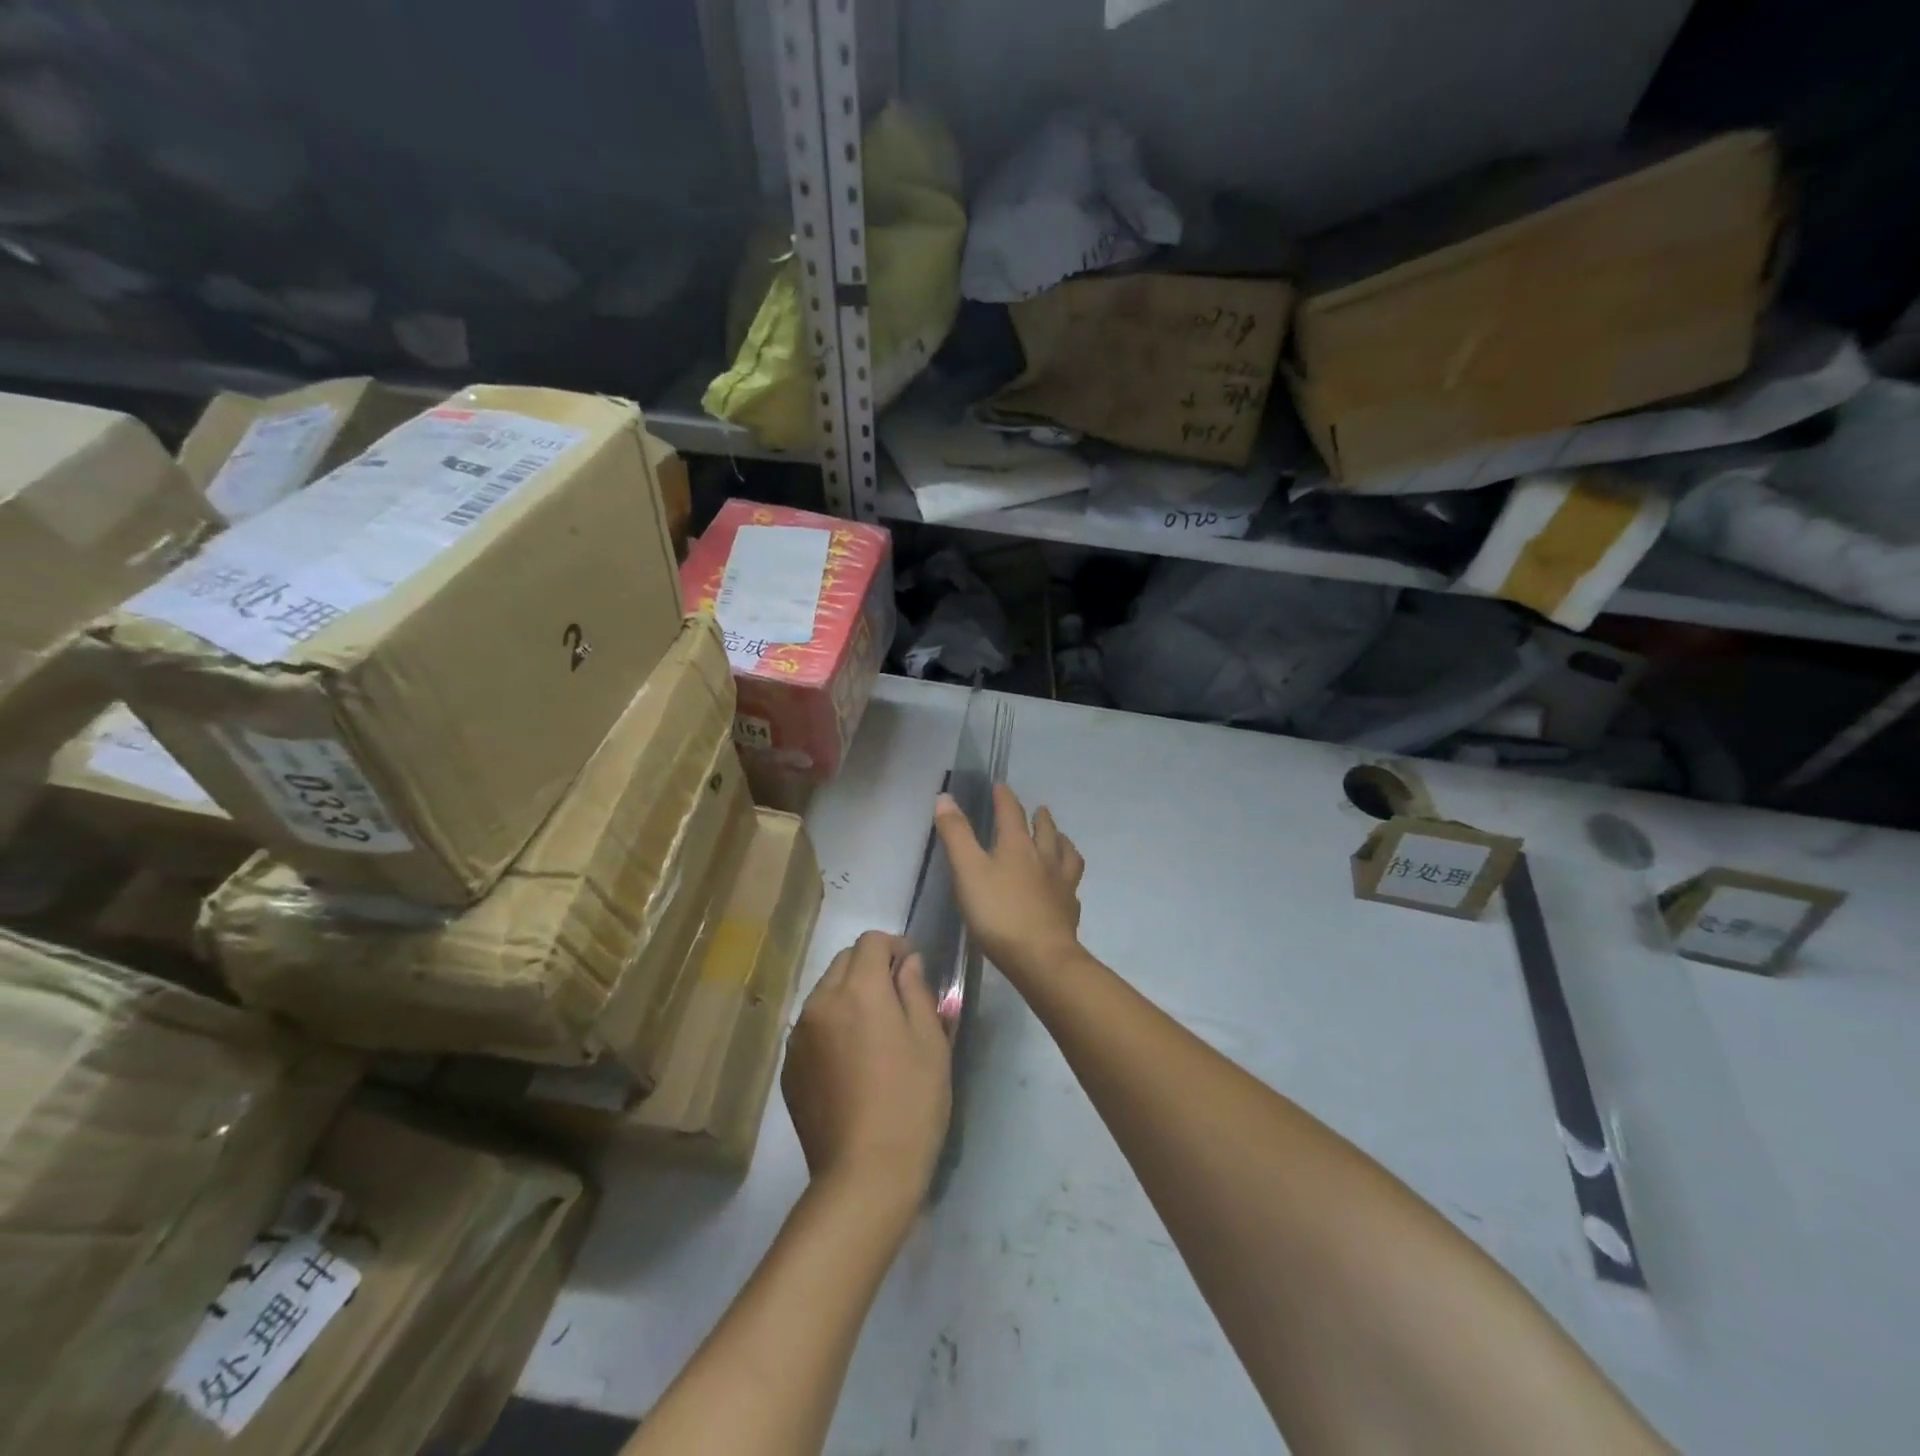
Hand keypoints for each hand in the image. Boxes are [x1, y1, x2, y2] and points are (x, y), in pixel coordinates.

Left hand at [782, 931, 951, 1214]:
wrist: (864, 1175)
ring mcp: (799, 1036)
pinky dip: (832, 1025)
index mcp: (859, 991)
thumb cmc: (911, 1104)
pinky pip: (812, 1026)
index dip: (895, 945)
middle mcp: (821, 1002)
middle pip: (843, 961)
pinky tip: (851, 1060)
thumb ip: (916, 991)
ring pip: (824, 992)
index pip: (870, 941)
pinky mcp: (789, 1067)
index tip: (912, 966)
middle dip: (870, 966)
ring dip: (848, 994)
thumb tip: (907, 963)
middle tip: (896, 996)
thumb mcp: (930, 1042)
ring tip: (873, 1029)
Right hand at [933, 784, 1085, 983]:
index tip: (1000, 786)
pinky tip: (1065, 884)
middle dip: (1039, 817)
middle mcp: (1044, 858)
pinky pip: (1072, 884)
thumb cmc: (998, 913)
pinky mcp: (1069, 909)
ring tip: (1059, 838)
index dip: (1004, 797)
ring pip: (1066, 853)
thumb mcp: (967, 871)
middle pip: (1045, 830)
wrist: (1041, 957)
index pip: (1011, 812)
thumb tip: (946, 797)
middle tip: (1038, 810)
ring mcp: (1061, 884)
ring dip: (1061, 841)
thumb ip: (956, 834)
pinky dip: (1068, 875)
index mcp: (1017, 845)